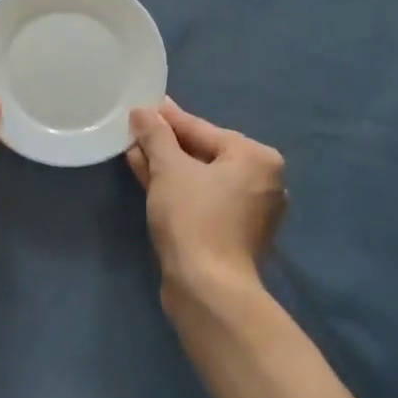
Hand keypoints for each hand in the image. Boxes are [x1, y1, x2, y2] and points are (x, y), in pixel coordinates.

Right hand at [128, 98, 286, 300]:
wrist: (208, 289)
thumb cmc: (193, 218)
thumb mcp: (169, 169)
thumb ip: (155, 136)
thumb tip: (142, 111)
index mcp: (257, 158)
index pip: (204, 130)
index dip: (169, 119)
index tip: (144, 107)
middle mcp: (262, 182)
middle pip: (205, 153)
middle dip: (167, 144)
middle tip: (136, 130)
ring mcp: (250, 211)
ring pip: (201, 178)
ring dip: (168, 166)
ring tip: (134, 152)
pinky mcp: (234, 235)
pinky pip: (203, 199)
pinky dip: (178, 189)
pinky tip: (148, 178)